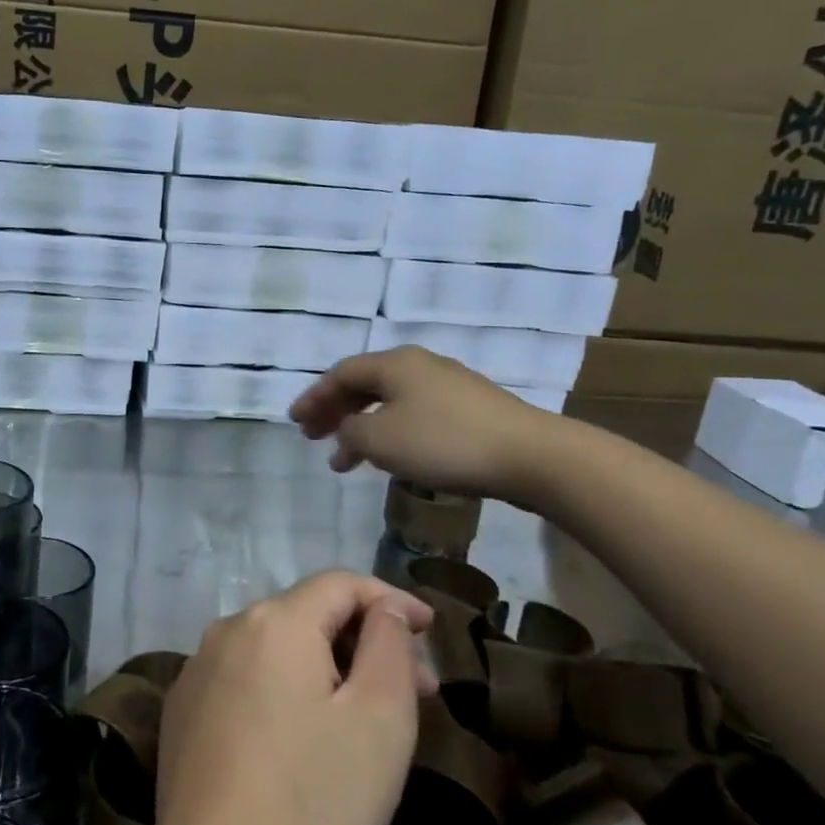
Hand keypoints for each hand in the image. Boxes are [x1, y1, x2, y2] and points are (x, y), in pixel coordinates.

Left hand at [150, 572, 436, 824]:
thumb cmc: (317, 802)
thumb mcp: (381, 720)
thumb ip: (388, 646)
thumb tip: (383, 611)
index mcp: (274, 622)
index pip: (340, 584)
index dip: (391, 599)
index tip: (432, 630)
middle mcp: (226, 630)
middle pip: (306, 614)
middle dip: (362, 639)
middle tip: (412, 688)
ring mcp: (196, 671)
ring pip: (273, 647)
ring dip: (322, 665)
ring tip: (361, 715)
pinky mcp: (181, 711)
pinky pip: (243, 678)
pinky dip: (281, 689)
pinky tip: (300, 737)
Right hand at [290, 346, 563, 503]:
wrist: (529, 455)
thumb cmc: (443, 443)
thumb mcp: (380, 439)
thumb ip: (349, 430)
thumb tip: (348, 428)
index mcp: (393, 363)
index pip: (340, 374)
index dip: (313, 397)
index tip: (294, 421)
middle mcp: (418, 365)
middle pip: (364, 385)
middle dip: (334, 412)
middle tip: (313, 437)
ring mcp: (447, 385)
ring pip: (389, 402)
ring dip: (361, 428)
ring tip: (344, 461)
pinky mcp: (468, 409)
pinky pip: (413, 415)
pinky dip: (389, 434)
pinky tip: (389, 458)